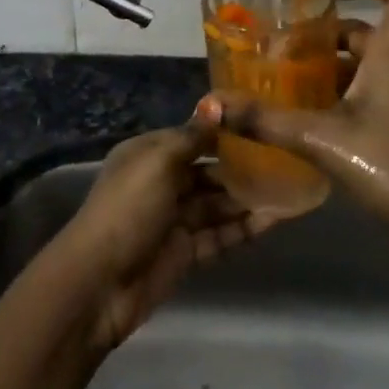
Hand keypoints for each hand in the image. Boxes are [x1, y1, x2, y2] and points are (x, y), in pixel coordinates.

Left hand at [53, 120, 277, 350]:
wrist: (99, 283)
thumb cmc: (128, 209)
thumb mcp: (158, 163)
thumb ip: (192, 137)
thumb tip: (217, 104)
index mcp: (148, 154)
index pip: (192, 137)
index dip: (223, 132)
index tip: (262, 126)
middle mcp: (161, 183)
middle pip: (207, 171)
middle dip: (241, 168)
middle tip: (284, 161)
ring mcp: (173, 220)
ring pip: (217, 204)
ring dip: (247, 198)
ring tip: (289, 189)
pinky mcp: (184, 253)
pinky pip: (219, 235)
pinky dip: (243, 228)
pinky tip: (273, 221)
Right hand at [198, 0, 388, 241]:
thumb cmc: (387, 164)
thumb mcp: (318, 138)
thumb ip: (264, 120)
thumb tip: (212, 104)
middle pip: (372, 36)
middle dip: (331, 37)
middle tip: (290, 49)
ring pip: (374, 67)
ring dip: (338, 67)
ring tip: (296, 82)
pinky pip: (380, 93)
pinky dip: (350, 93)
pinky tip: (319, 118)